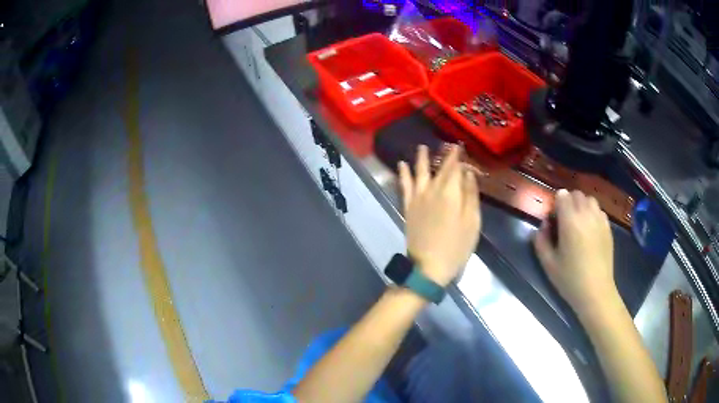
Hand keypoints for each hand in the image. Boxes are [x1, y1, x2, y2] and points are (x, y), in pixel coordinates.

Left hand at [398, 144, 480, 286]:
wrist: (429, 266)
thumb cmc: (457, 246)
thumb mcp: (473, 222)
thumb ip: (471, 195)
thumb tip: (468, 173)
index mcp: (451, 192)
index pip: (455, 167)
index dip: (458, 156)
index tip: (461, 147)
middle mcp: (433, 189)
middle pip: (439, 168)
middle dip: (445, 155)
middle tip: (448, 144)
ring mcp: (418, 198)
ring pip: (419, 171)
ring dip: (421, 158)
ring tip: (422, 147)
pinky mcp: (408, 207)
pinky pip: (404, 185)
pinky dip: (403, 173)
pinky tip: (402, 164)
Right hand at [533, 189, 616, 315]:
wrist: (595, 291)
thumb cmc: (570, 279)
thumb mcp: (548, 263)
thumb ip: (540, 240)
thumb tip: (543, 225)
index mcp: (570, 221)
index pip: (562, 195)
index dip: (556, 204)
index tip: (553, 220)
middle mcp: (586, 214)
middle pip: (576, 194)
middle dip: (568, 202)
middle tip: (564, 221)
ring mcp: (600, 220)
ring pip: (589, 200)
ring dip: (581, 205)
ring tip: (578, 223)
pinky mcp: (608, 228)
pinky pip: (599, 211)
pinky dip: (592, 213)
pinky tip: (590, 230)